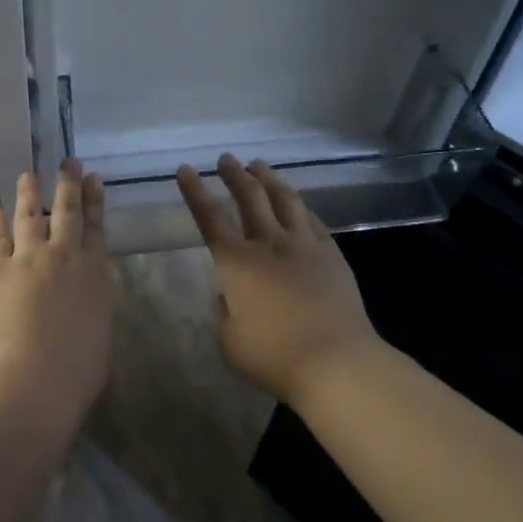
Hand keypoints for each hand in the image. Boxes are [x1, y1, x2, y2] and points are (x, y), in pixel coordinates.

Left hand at [0, 160, 115, 410]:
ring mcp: (28, 259)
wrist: (34, 376)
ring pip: (29, 216)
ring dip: (29, 194)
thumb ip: (97, 305)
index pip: (97, 228)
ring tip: (28, 175)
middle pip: (67, 211)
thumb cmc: (79, 368)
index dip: (95, 202)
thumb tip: (89, 294)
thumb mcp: (103, 332)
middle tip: (68, 163)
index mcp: (95, 273)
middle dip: (68, 184)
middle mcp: (64, 256)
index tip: (93, 180)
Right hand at [176, 155, 379, 409]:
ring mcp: (304, 245)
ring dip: (268, 179)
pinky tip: (295, 201)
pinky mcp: (331, 254)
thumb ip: (225, 311)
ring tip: (259, 166)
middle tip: (226, 159)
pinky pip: (311, 218)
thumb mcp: (230, 341)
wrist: (337, 361)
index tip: (185, 170)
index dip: (195, 192)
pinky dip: (298, 204)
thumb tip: (231, 294)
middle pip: (249, 197)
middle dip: (234, 174)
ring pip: (284, 199)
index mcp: (236, 263)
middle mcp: (269, 243)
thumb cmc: (274, 357)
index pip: (209, 218)